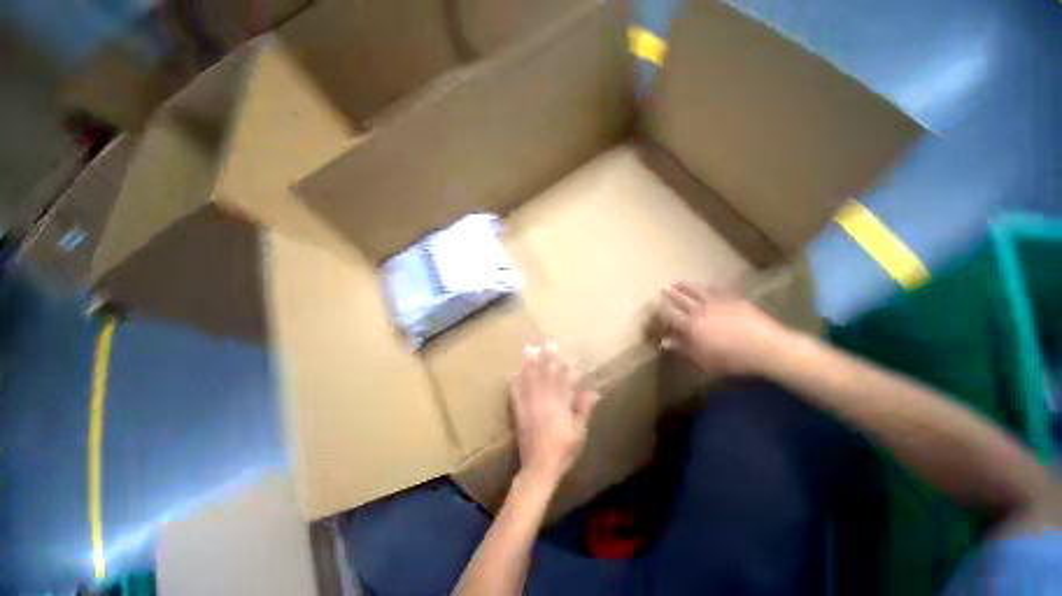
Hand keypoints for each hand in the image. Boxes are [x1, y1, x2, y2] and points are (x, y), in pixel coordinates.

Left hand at [511, 343, 600, 487]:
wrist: (539, 468)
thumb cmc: (563, 450)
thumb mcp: (579, 432)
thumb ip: (584, 409)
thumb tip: (594, 391)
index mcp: (559, 405)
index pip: (562, 380)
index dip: (563, 365)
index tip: (564, 352)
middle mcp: (543, 401)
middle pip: (544, 375)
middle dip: (545, 358)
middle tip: (546, 343)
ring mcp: (529, 406)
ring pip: (529, 380)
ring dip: (529, 364)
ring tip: (528, 348)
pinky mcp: (518, 412)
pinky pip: (515, 393)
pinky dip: (515, 382)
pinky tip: (513, 372)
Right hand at [658, 282, 789, 375]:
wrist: (765, 348)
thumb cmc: (731, 359)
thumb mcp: (702, 359)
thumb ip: (682, 348)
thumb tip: (663, 342)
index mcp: (691, 326)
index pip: (671, 315)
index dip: (661, 310)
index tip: (655, 306)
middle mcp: (700, 311)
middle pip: (681, 300)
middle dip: (671, 295)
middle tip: (662, 289)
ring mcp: (717, 303)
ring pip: (697, 292)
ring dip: (686, 287)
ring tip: (678, 282)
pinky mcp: (733, 300)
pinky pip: (719, 290)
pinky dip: (711, 286)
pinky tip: (707, 283)